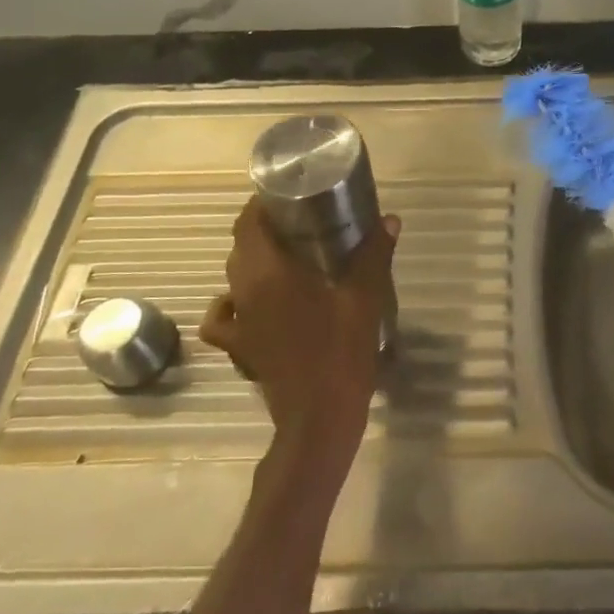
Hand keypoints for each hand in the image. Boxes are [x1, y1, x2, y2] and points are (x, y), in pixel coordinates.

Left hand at [200, 197, 399, 485]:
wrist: (319, 418)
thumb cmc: (341, 352)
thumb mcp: (364, 298)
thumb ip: (374, 254)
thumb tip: (389, 219)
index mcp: (268, 273)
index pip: (248, 223)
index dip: (260, 204)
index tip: (286, 194)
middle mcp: (243, 292)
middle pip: (241, 246)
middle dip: (264, 228)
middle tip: (300, 221)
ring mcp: (238, 322)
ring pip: (233, 277)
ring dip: (253, 261)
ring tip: (285, 258)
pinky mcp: (239, 348)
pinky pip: (224, 316)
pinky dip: (233, 303)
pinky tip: (254, 304)